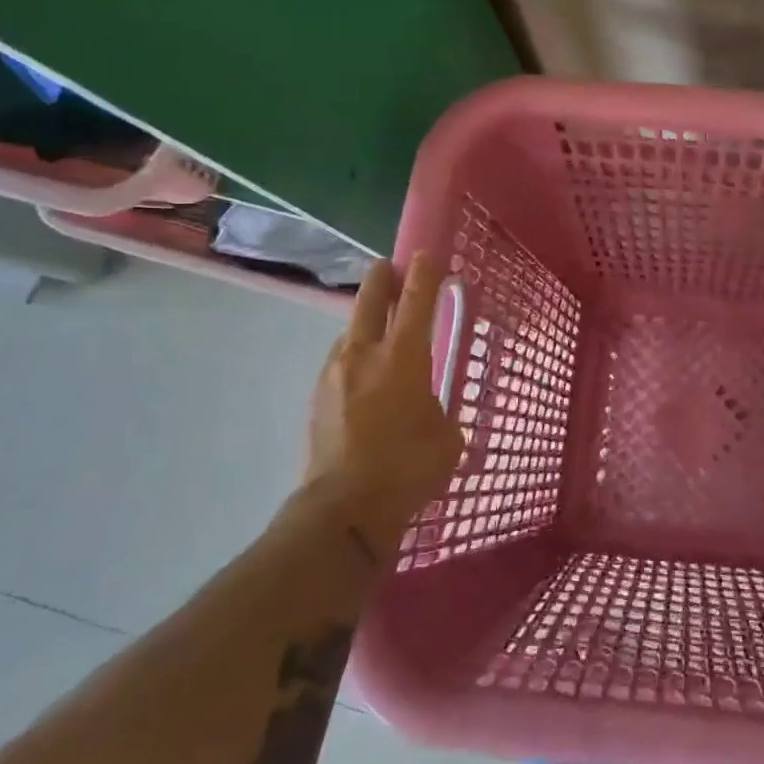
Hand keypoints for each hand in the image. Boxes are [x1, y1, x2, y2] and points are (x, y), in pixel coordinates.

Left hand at [301, 253, 463, 563]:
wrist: (344, 508)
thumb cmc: (408, 467)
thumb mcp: (447, 436)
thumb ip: (438, 409)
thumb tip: (427, 408)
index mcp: (403, 356)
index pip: (416, 301)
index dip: (424, 274)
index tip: (426, 254)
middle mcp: (364, 354)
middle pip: (370, 301)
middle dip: (382, 279)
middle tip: (389, 267)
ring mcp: (334, 374)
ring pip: (350, 333)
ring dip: (365, 323)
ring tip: (378, 331)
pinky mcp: (316, 398)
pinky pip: (339, 363)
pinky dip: (353, 358)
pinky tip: (362, 376)